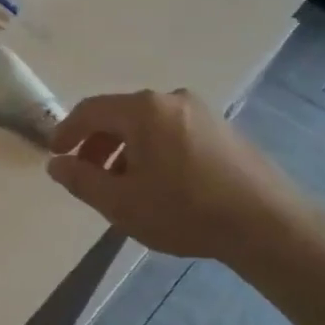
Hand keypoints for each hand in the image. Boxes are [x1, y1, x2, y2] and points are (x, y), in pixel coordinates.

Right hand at [46, 89, 312, 267]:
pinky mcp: (223, 130)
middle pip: (119, 115)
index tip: (55, 155)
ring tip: (122, 186)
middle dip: (97, 145)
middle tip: (87, 176)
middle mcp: (171, 100)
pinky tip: (158, 184)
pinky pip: (172, 132)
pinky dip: (152, 151)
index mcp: (143, 110)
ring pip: (147, 125)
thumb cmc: (185, 211)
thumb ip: (81, 180)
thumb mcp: (121, 203)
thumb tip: (56, 164)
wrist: (268, 225)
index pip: (90, 110)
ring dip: (124, 151)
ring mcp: (202, 112)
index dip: (66, 132)